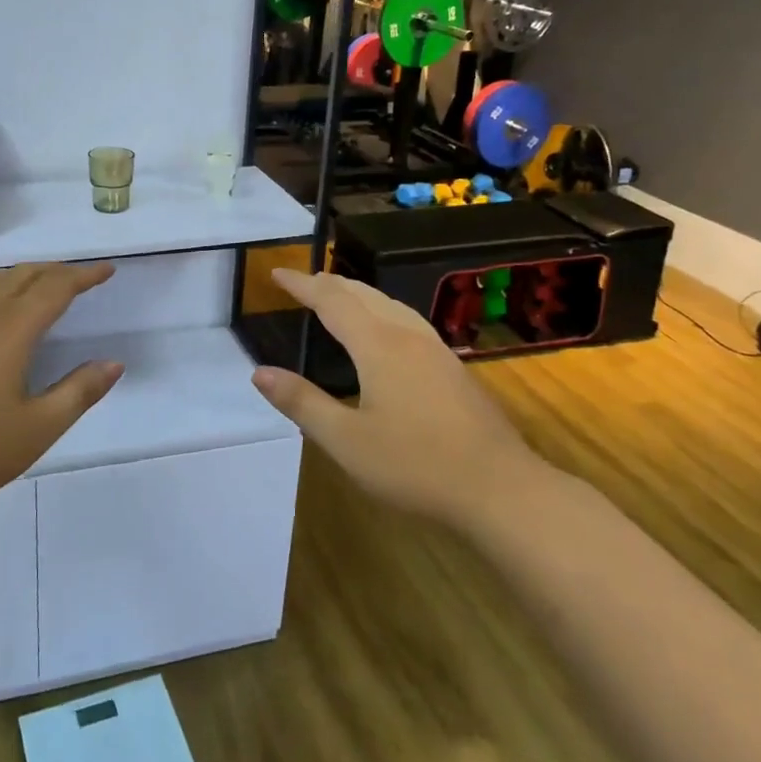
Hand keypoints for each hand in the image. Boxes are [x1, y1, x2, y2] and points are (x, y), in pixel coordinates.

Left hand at [0, 262, 123, 526]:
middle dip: (56, 271)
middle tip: (80, 278)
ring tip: (38, 285)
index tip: (106, 271)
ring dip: (22, 276)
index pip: (55, 287)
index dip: (84, 276)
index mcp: (10, 329)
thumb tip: (113, 363)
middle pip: (23, 275)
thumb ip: (79, 392)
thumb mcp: (37, 429)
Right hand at [250, 269, 533, 524]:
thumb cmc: (415, 465)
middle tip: (302, 282)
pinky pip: (407, 319)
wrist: (500, 489)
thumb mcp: (346, 440)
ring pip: (389, 304)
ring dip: (357, 293)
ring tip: (338, 295)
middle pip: (362, 294)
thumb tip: (260, 373)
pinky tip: (387, 330)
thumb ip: (302, 402)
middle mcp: (407, 336)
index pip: (331, 301)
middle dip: (329, 283)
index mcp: (378, 345)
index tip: (276, 272)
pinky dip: (380, 310)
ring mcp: (435, 350)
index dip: (302, 284)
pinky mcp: (452, 367)